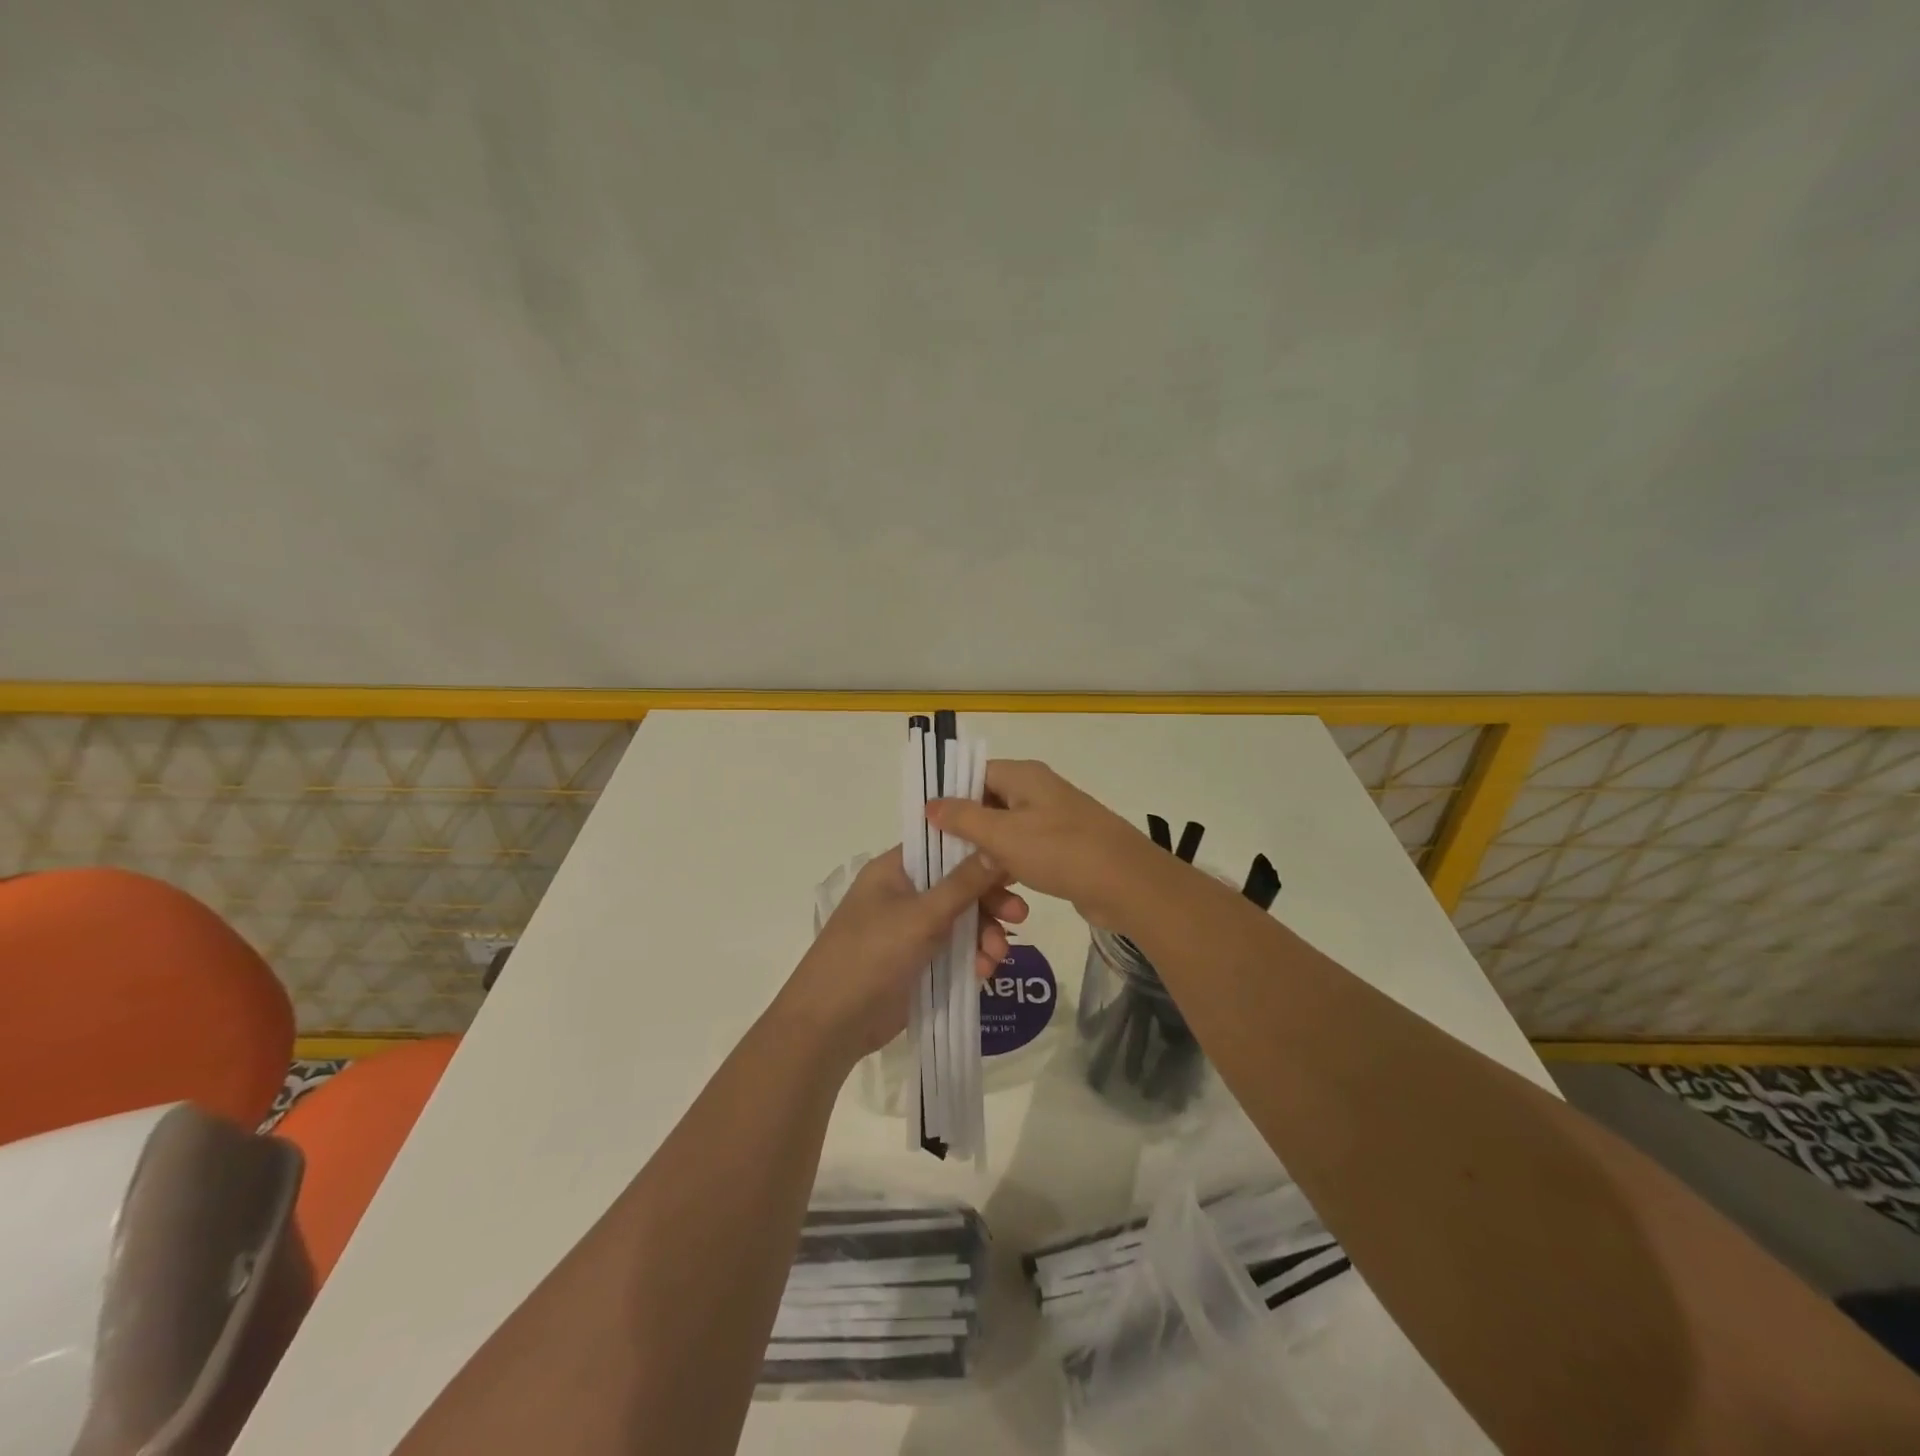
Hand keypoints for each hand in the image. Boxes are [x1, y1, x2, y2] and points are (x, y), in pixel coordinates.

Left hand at [776, 847, 1028, 1061]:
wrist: (831, 1024)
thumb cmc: (871, 955)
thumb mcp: (921, 916)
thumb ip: (963, 884)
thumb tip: (997, 848)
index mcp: (895, 870)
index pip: (944, 847)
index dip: (979, 853)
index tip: (1014, 866)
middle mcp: (904, 894)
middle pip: (959, 886)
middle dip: (989, 903)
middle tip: (1020, 916)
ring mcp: (910, 929)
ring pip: (961, 921)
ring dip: (985, 935)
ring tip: (998, 957)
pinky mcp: (918, 962)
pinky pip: (955, 950)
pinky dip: (972, 958)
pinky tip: (984, 973)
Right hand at [925, 760, 1160, 926]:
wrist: (1128, 885)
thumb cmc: (1060, 851)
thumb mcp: (1003, 835)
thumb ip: (963, 818)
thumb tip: (930, 803)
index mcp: (1023, 776)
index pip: (974, 775)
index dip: (949, 797)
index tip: (927, 827)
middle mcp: (1037, 792)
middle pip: (988, 805)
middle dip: (967, 833)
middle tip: (943, 861)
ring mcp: (1053, 820)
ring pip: (1005, 833)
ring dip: (988, 858)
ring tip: (970, 883)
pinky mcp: (1063, 848)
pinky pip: (1025, 853)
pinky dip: (1010, 868)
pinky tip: (1000, 891)